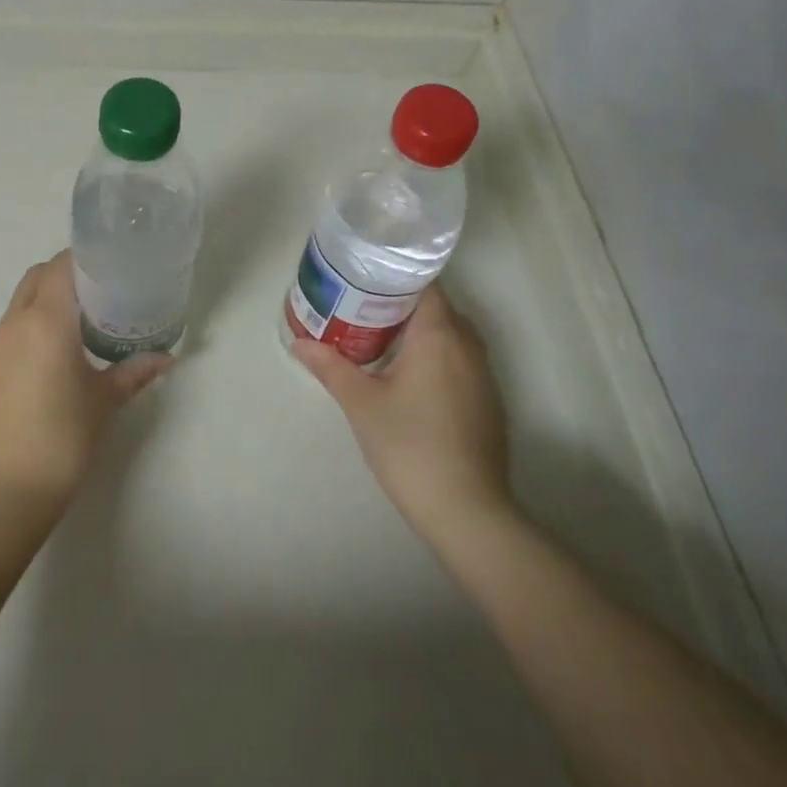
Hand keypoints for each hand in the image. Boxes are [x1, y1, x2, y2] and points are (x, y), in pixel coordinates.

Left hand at [0, 251, 171, 517]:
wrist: (5, 493)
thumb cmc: (62, 439)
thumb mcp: (104, 402)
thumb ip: (134, 372)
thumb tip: (167, 358)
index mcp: (45, 321)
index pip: (61, 266)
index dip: (86, 258)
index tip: (114, 265)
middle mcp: (15, 323)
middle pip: (38, 276)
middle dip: (67, 273)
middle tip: (103, 291)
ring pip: (22, 300)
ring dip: (49, 297)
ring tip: (85, 319)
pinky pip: (13, 325)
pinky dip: (35, 321)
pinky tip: (60, 350)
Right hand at [293, 283, 514, 547]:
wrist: (468, 511)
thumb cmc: (410, 446)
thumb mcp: (361, 403)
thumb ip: (329, 367)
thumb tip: (298, 343)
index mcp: (439, 333)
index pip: (423, 282)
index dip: (394, 275)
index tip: (363, 277)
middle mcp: (468, 344)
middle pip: (435, 305)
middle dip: (399, 302)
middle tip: (358, 305)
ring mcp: (483, 373)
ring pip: (449, 333)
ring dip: (417, 330)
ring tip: (376, 335)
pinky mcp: (488, 400)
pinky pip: (459, 358)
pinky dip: (434, 354)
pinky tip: (407, 374)